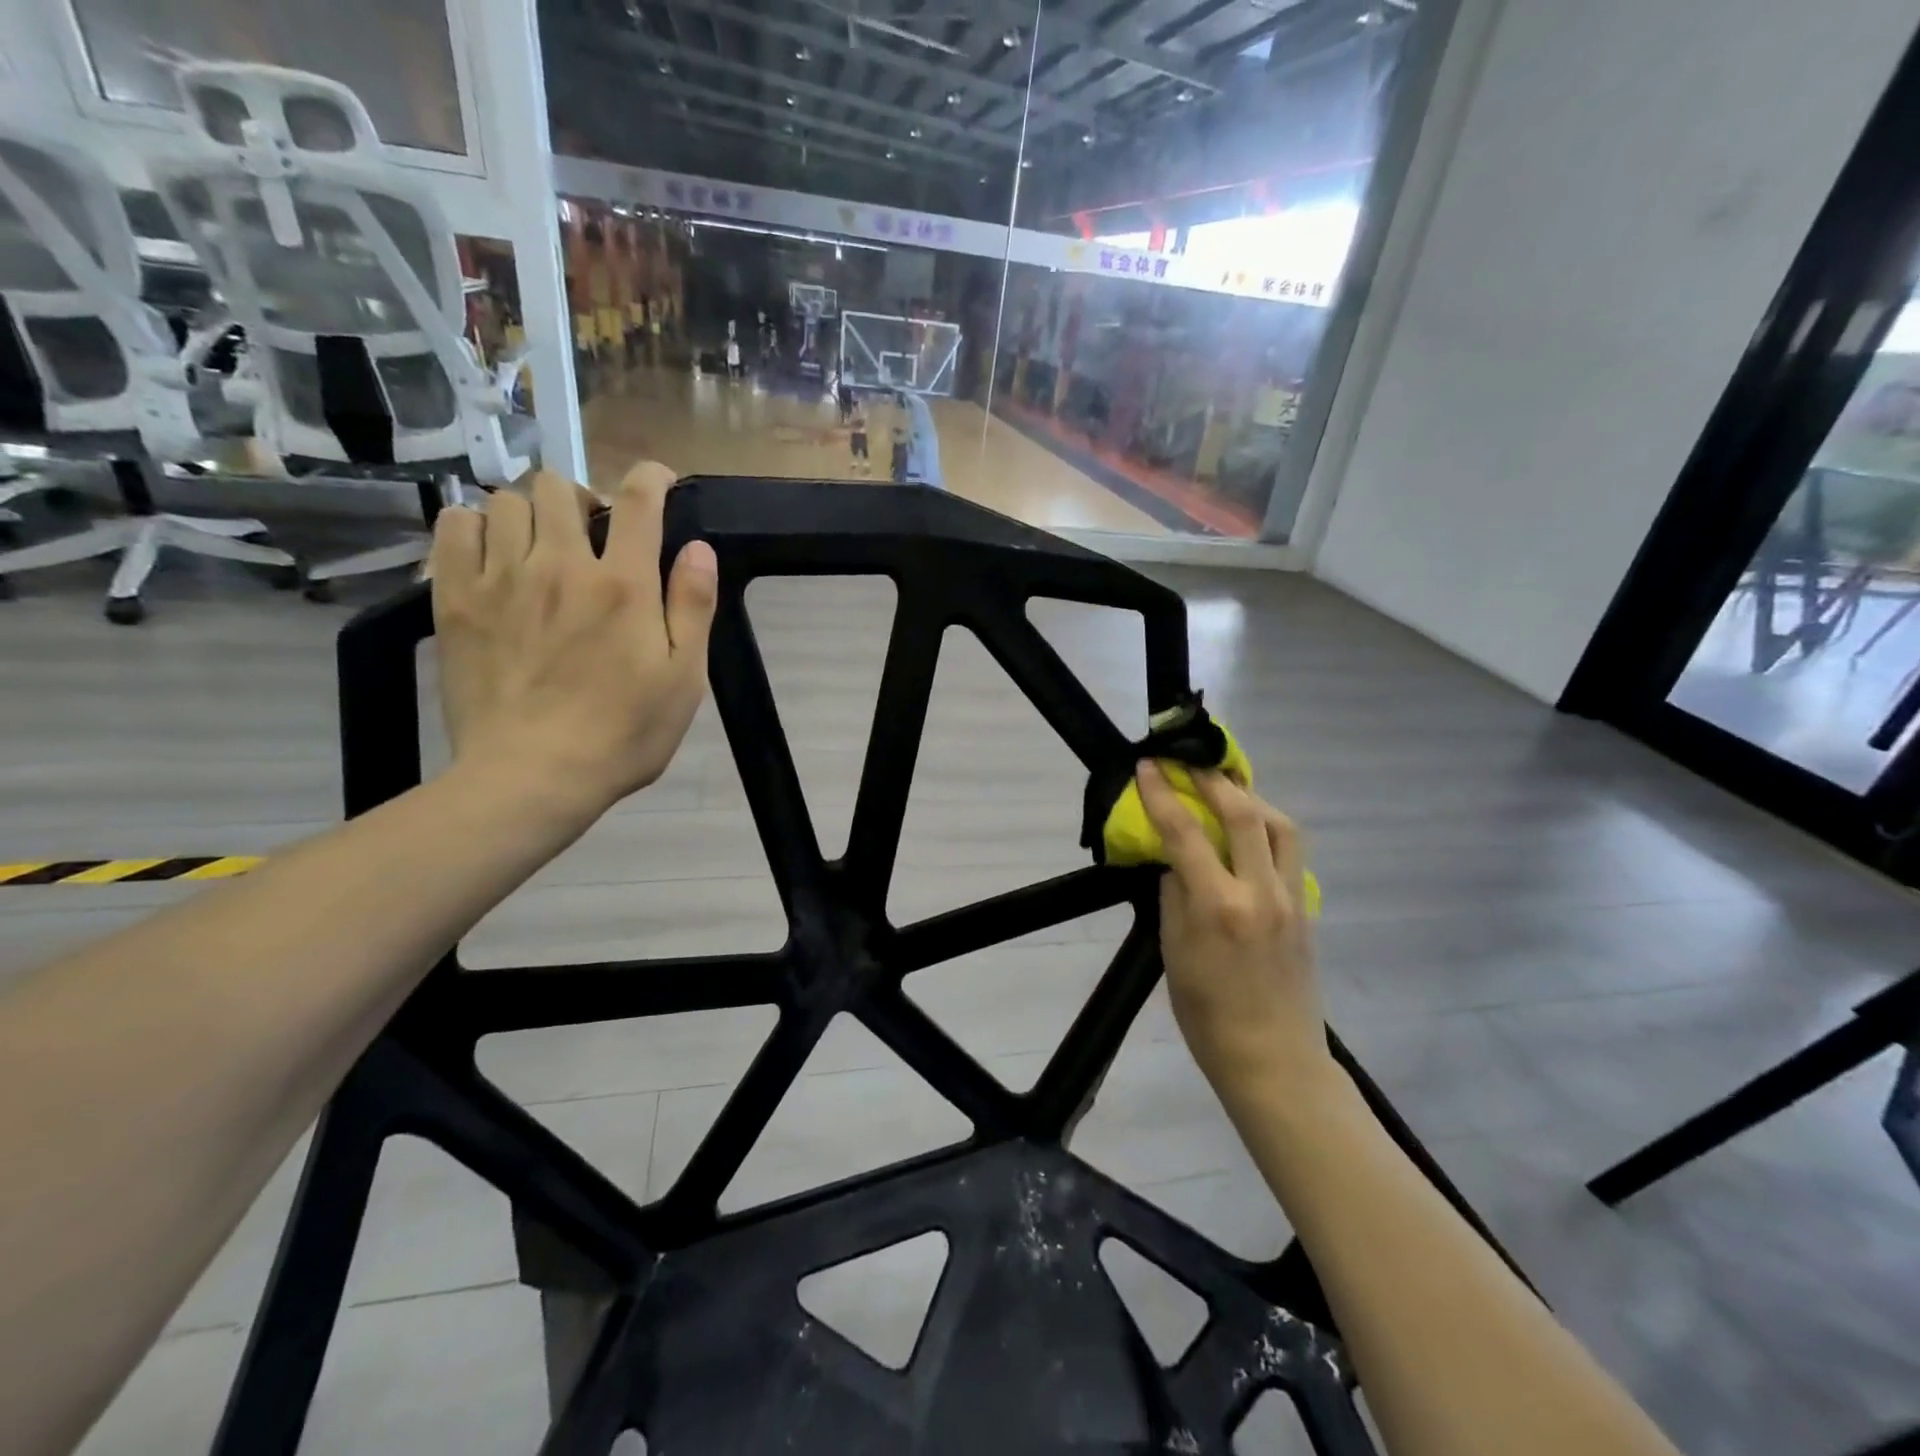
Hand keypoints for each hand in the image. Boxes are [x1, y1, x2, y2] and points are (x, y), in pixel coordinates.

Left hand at [429, 461, 716, 822]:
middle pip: (559, 486)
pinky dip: (474, 524)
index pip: (638, 501)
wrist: (533, 777)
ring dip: (530, 511)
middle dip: (583, 495)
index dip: (651, 478)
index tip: (658, 481)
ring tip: (542, 544)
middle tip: (593, 532)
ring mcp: (501, 580)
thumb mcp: (684, 678)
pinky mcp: (455, 601)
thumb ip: (692, 606)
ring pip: (504, 500)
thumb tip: (699, 547)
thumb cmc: (624, 733)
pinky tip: (493, 552)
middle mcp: (561, 566)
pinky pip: (453, 527)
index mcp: (623, 585)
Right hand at [1136, 762, 1331, 1098]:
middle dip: (1211, 779)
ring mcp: (1291, 898)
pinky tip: (1247, 832)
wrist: (1273, 1061)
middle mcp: (1259, 892)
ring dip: (1250, 798)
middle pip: (1243, 813)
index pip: (1185, 832)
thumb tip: (1176, 862)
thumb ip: (1174, 898)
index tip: (1147, 766)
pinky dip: (1267, 828)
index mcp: (1217, 906)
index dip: (1162, 793)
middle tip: (1187, 762)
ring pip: (1280, 826)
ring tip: (1224, 790)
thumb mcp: (1173, 954)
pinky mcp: (1306, 909)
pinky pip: (1290, 852)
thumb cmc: (1208, 1016)